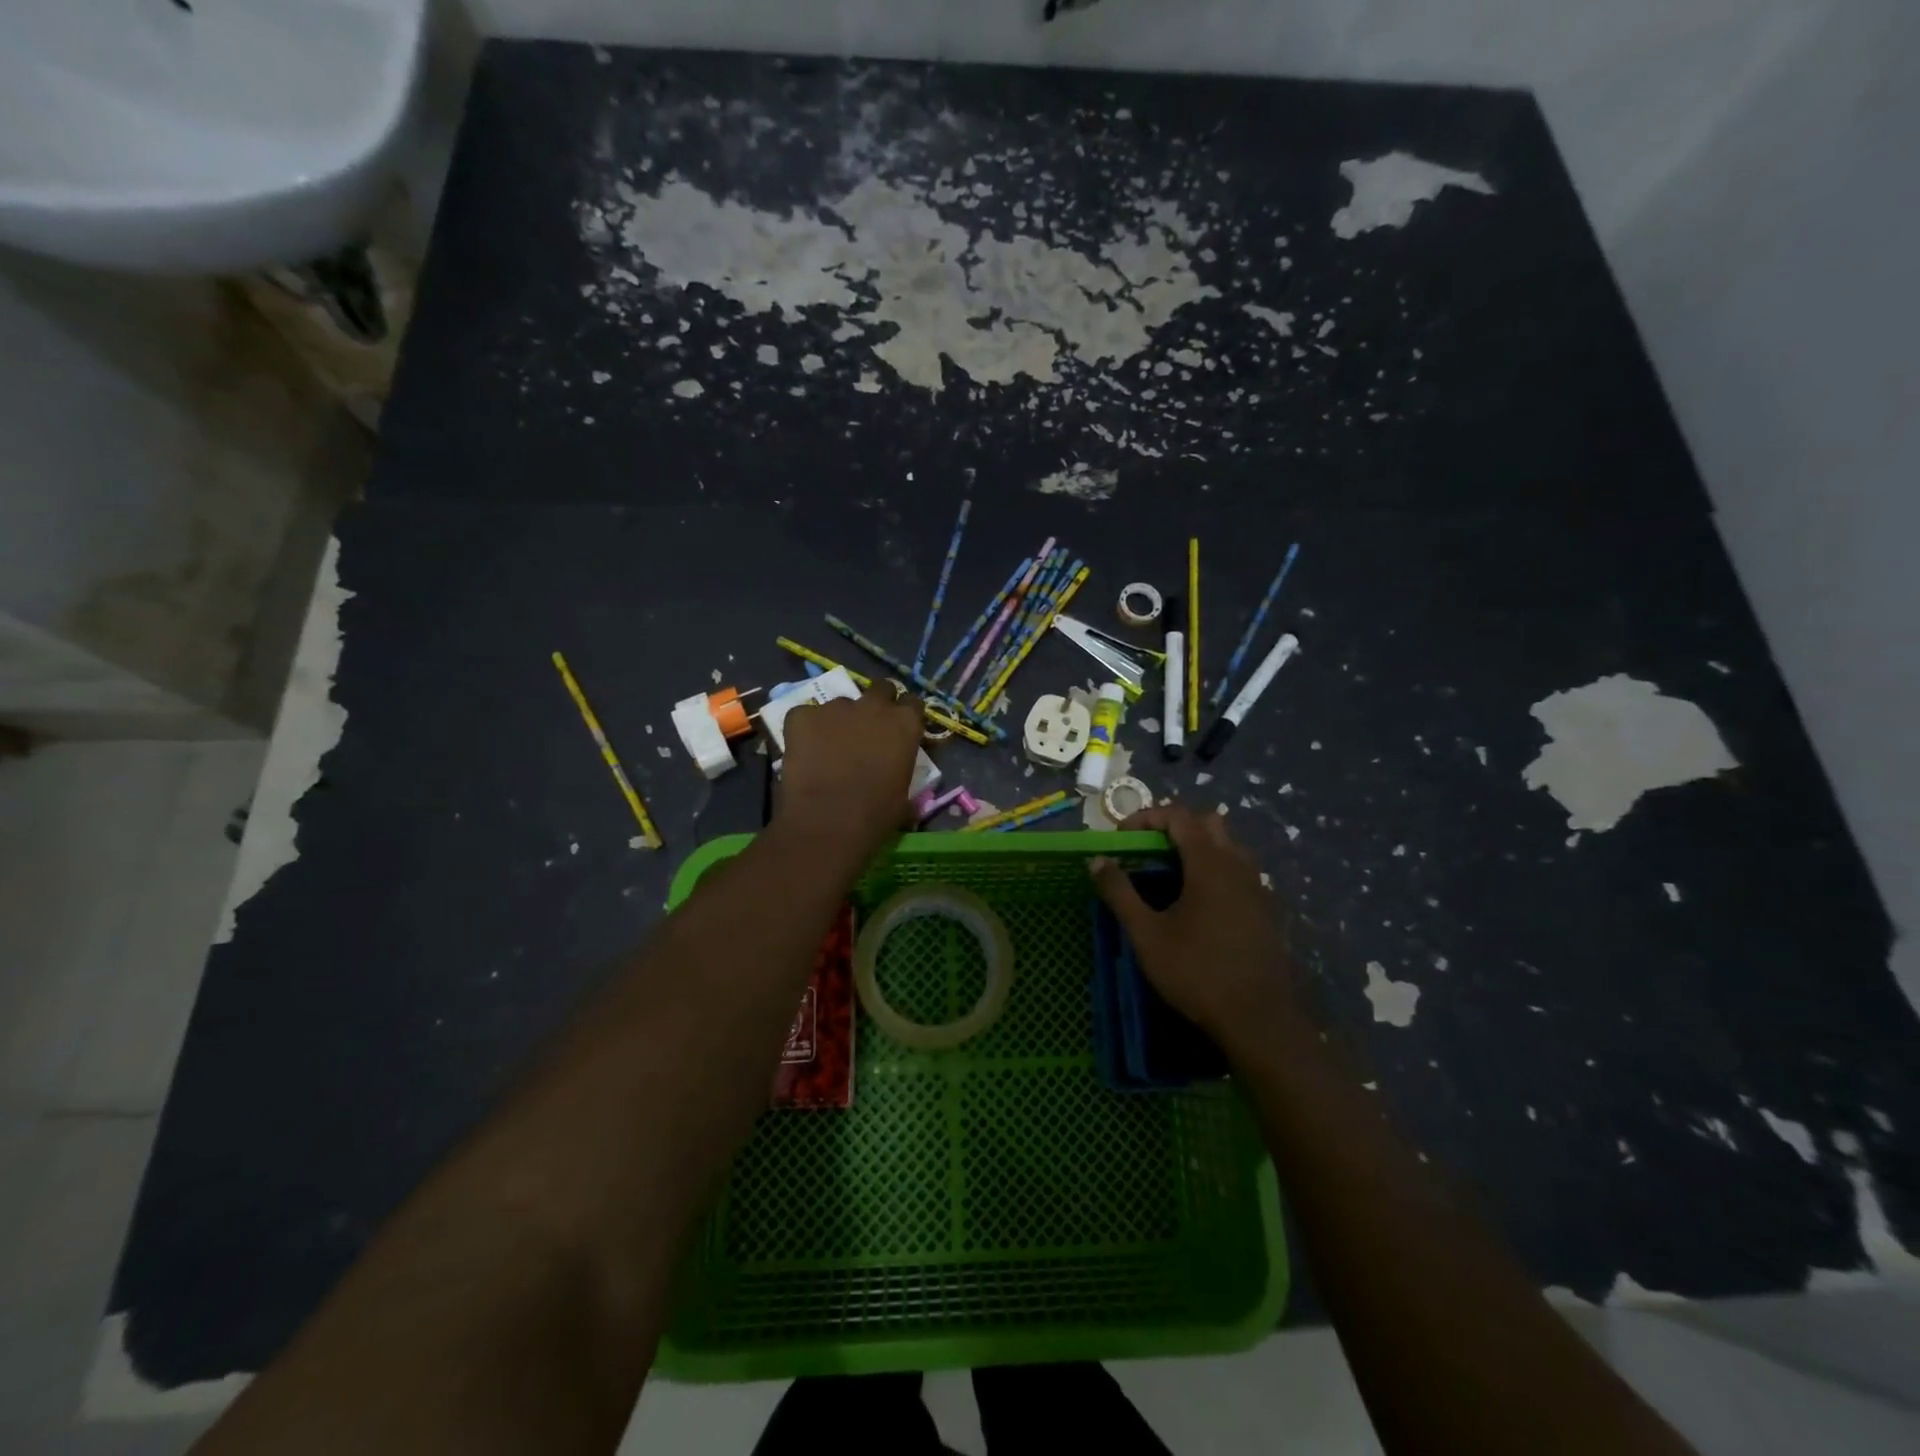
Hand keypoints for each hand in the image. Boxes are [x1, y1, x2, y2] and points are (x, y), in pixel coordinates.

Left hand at [776, 682, 924, 857]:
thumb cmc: (875, 814)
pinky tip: (804, 750)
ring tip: (829, 747)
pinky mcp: (802, 715)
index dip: (905, 715)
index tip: (899, 730)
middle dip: (876, 704)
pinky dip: (805, 728)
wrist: (828, 822)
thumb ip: (902, 769)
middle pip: (880, 689)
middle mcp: (873, 705)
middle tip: (867, 729)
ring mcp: (835, 707)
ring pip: (840, 704)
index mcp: (904, 723)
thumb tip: (896, 771)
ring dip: (839, 720)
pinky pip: (805, 715)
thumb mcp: (904, 793)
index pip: (912, 703)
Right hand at [1090, 803, 1298, 1047]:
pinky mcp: (1267, 910)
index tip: (1122, 837)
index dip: (1147, 817)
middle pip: (1209, 823)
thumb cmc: (1197, 972)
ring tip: (1170, 876)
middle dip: (1176, 827)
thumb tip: (1097, 860)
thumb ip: (1120, 893)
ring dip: (1198, 848)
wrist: (1259, 1019)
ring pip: (1228, 847)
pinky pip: (1239, 872)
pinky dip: (1215, 871)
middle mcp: (1238, 865)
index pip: (1179, 816)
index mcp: (1209, 863)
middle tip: (1148, 850)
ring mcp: (1258, 887)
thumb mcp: (1147, 935)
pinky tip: (1199, 905)